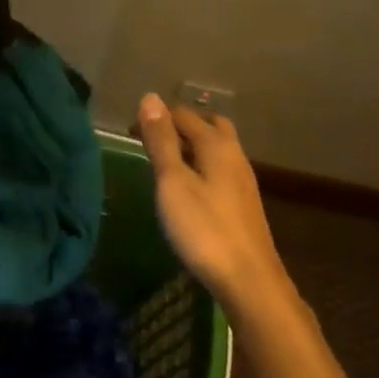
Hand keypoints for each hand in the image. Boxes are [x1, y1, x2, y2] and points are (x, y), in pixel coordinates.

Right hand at [136, 93, 293, 314]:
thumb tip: (150, 97)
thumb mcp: (173, 182)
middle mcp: (234, 156)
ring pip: (216, 149)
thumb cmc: (204, 228)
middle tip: (151, 138)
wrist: (248, 280)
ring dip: (191, 146)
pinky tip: (186, 188)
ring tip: (163, 161)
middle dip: (180, 125)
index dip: (157, 116)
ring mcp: (242, 181)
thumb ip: (162, 141)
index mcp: (217, 145)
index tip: (130, 129)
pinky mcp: (243, 204)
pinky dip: (199, 166)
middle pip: (209, 126)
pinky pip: (219, 170)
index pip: (184, 115)